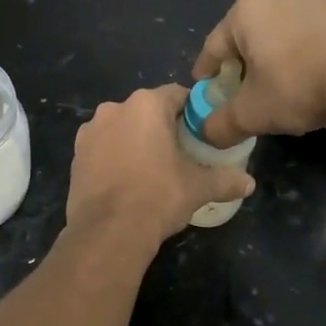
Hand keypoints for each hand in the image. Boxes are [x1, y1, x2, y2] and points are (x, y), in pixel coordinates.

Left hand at [65, 86, 255, 247]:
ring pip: (122, 128)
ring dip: (135, 140)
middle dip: (163, 126)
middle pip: (147, 110)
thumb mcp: (198, 188)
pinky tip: (127, 180)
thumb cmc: (158, 196)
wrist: (108, 231)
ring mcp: (90, 131)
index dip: (193, 111)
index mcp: (146, 105)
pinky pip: (103, 147)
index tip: (202, 131)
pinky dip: (115, 156)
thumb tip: (249, 184)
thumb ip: (226, 180)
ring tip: (151, 168)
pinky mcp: (76, 155)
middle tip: (181, 152)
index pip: (177, 94)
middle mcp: (114, 108)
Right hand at [193, 0, 325, 144]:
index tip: (204, 92)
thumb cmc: (297, 87)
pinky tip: (305, 80)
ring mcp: (312, 0)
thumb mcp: (251, 114)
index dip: (206, 74)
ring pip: (278, 35)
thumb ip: (220, 124)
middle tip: (240, 93)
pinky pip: (306, 36)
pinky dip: (298, 56)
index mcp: (245, 11)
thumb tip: (205, 133)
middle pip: (246, 38)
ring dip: (271, 59)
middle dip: (241, 66)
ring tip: (275, 89)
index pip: (214, 47)